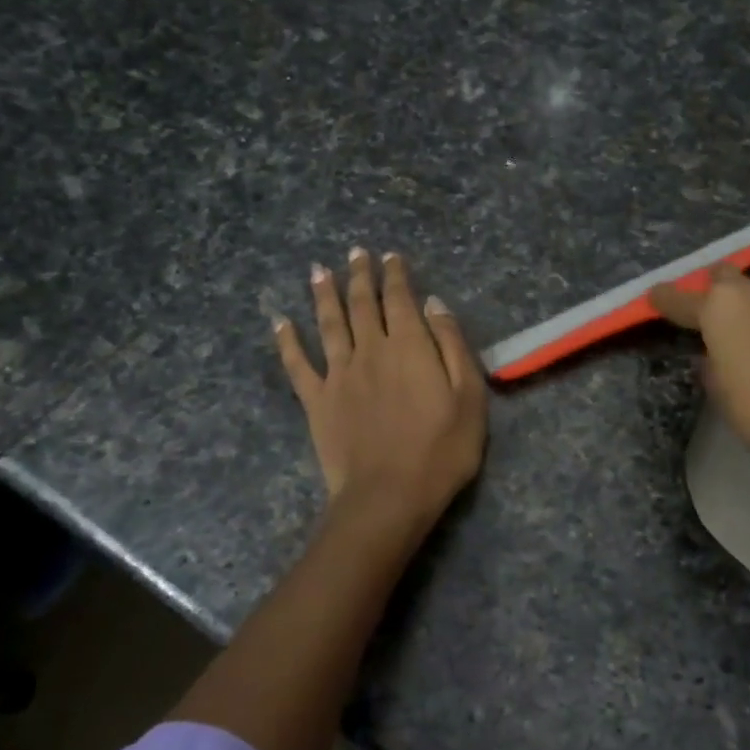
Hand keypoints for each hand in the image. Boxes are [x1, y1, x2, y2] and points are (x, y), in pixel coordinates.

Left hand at [275, 249, 486, 523]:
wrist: (389, 495)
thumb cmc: (441, 450)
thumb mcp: (469, 397)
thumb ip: (452, 345)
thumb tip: (434, 304)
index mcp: (409, 346)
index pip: (400, 299)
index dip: (395, 275)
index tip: (390, 256)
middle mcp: (370, 350)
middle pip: (362, 304)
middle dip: (359, 275)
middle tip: (355, 253)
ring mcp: (339, 374)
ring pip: (329, 324)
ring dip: (323, 295)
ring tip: (318, 271)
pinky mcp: (317, 401)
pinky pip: (297, 365)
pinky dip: (287, 342)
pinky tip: (280, 323)